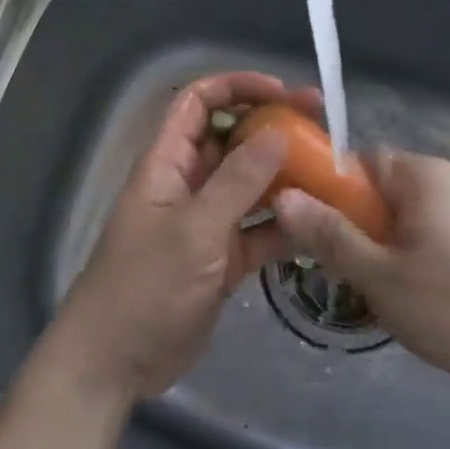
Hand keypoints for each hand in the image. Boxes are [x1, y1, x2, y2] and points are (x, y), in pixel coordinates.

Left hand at [47, 72, 319, 406]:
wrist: (117, 361)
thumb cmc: (146, 285)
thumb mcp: (194, 229)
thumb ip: (237, 180)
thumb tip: (279, 130)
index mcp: (167, 163)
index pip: (198, 103)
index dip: (236, 87)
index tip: (282, 92)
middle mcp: (187, 184)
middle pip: (231, 140)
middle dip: (272, 129)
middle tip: (324, 127)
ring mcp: (206, 223)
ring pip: (250, 186)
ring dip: (285, 177)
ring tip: (333, 172)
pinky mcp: (222, 259)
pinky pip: (258, 230)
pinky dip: (285, 225)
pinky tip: (321, 223)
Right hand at [273, 151, 449, 398]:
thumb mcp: (382, 278)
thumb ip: (330, 236)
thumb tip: (282, 197)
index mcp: (425, 174)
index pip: (361, 162)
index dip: (336, 196)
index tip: (330, 237)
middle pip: (394, 192)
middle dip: (372, 230)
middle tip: (365, 278)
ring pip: (427, 217)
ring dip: (406, 248)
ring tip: (408, 300)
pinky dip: (442, 259)